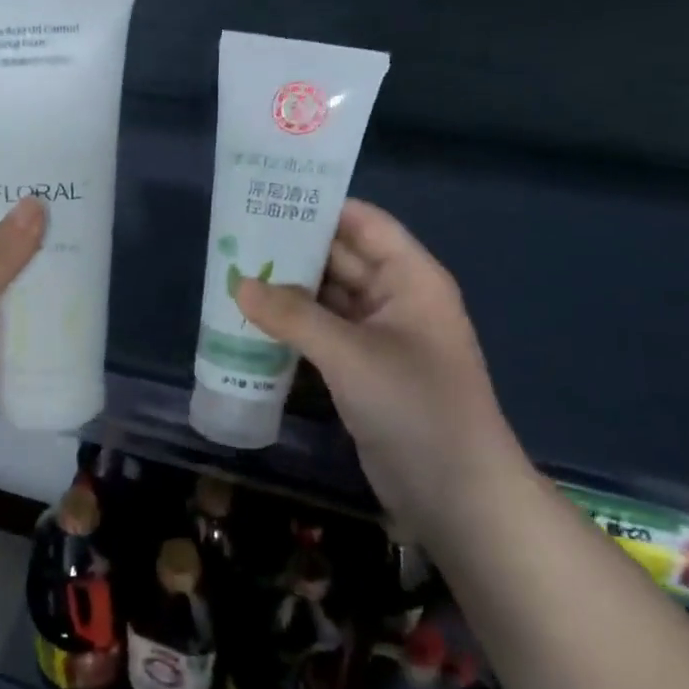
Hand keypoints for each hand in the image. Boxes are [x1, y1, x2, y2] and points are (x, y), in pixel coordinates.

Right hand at [237, 199, 527, 530]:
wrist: (454, 490)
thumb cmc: (414, 405)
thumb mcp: (350, 354)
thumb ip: (293, 316)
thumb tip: (240, 284)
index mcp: (411, 278)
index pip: (364, 223)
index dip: (321, 207)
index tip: (268, 197)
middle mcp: (396, 299)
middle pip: (341, 258)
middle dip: (294, 248)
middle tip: (237, 236)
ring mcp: (379, 336)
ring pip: (327, 298)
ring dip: (288, 290)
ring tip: (234, 272)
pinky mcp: (362, 369)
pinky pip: (322, 333)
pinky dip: (292, 326)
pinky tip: (253, 320)